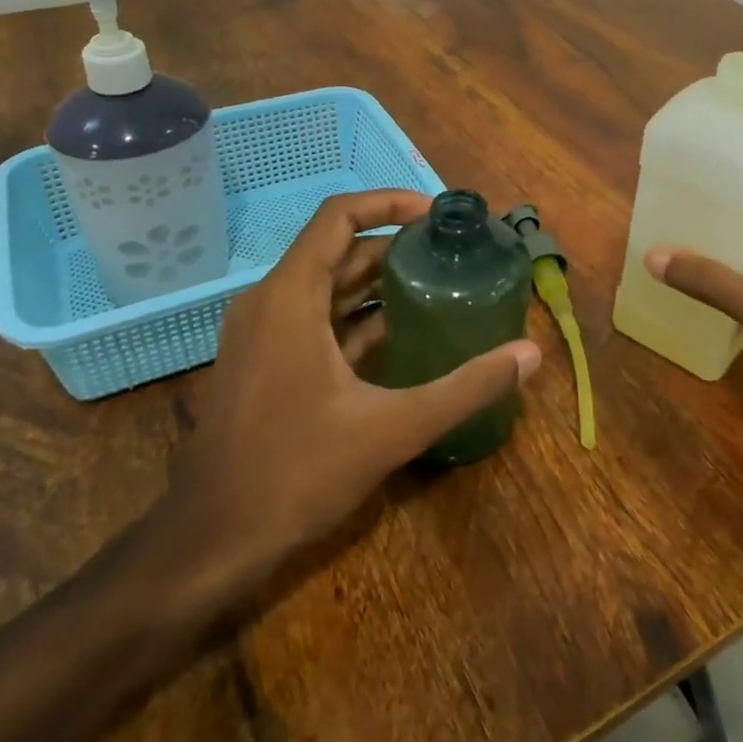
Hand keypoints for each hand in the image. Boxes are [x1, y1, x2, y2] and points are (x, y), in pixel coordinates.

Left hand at [130, 191, 541, 617]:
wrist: (212, 540)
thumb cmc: (297, 472)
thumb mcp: (393, 428)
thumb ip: (465, 387)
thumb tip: (529, 354)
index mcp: (290, 296)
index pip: (339, 216)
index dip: (389, 202)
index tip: (436, 214)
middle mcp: (269, 301)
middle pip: (337, 250)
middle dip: (394, 246)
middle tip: (450, 254)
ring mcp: (261, 332)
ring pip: (326, 286)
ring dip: (377, 282)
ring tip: (436, 286)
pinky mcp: (263, 361)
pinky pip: (314, 318)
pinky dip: (356, 316)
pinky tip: (401, 334)